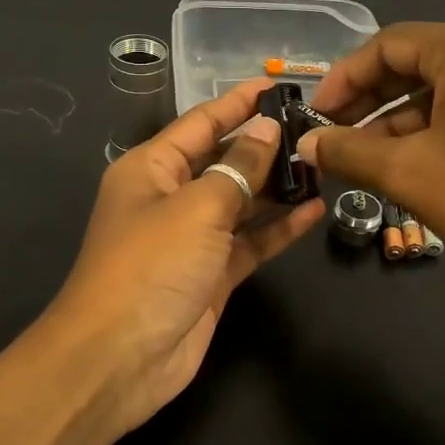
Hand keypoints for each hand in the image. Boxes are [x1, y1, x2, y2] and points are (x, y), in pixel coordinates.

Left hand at [47, 78, 323, 432]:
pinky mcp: (212, 275)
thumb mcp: (197, 207)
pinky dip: (278, 228)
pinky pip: (250, 241)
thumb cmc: (150, 266)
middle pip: (224, 161)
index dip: (238, 103)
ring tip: (324, 166)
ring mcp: (193, 239)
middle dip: (265, 146)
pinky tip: (314, 211)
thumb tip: (267, 129)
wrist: (119, 358)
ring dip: (278, 187)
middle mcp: (170, 197)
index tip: (277, 85)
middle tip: (317, 128)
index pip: (201, 123)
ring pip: (242, 202)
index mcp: (151, 168)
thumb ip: (239, 168)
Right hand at [297, 22, 444, 293]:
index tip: (315, 116)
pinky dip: (441, 129)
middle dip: (371, 101)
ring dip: (402, 120)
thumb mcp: (410, 174)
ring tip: (367, 159)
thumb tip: (305, 143)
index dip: (344, 78)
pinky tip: (417, 164)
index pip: (389, 44)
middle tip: (334, 137)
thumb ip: (348, 151)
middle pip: (420, 62)